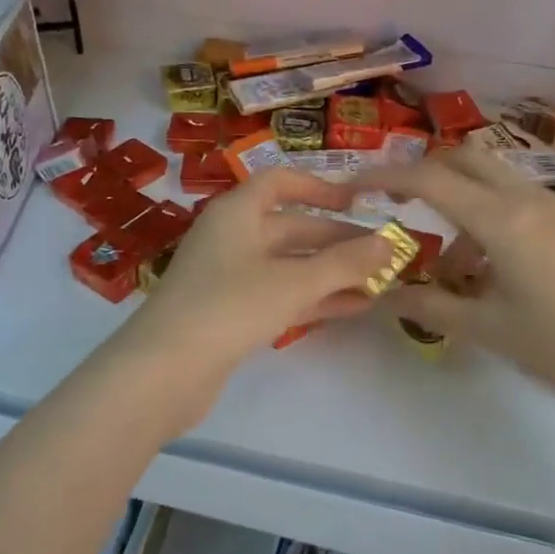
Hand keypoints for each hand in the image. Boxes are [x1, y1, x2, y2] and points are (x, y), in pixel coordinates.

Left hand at [114, 169, 396, 413]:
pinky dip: (312, 300)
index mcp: (237, 213)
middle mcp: (231, 238)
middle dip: (337, 240)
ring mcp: (228, 278)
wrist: (165, 370)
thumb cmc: (229, 306)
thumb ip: (344, 263)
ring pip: (288, 266)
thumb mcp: (293, 282)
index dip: (319, 188)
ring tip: (378, 282)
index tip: (358, 204)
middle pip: (290, 228)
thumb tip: (389, 243)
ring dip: (330, 273)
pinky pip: (279, 296)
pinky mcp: (229, 315)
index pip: (280, 182)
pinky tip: (352, 308)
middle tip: (383, 253)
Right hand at [356, 147, 554, 400]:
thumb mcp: (487, 328)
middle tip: (394, 207)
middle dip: (421, 174)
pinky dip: (480, 218)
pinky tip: (481, 272)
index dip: (385, 178)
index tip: (353, 188)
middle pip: (461, 157)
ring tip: (445, 266)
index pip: (429, 179)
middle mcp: (524, 198)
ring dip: (454, 202)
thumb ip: (430, 306)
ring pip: (487, 178)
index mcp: (501, 219)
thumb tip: (384, 295)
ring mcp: (548, 207)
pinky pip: (508, 201)